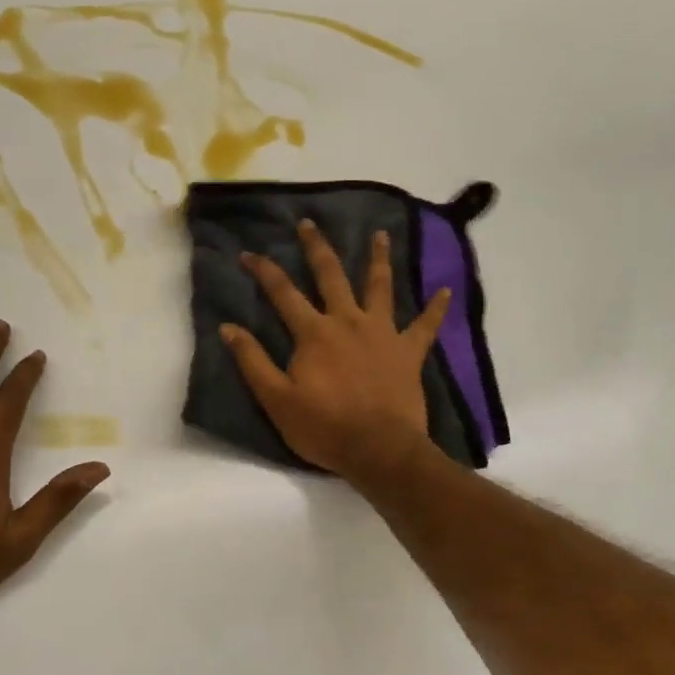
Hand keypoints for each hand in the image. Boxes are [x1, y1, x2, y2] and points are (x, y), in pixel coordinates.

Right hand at [221, 220, 448, 478]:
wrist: (380, 451)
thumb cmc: (324, 427)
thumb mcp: (276, 399)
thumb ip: (252, 361)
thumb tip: (228, 327)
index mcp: (314, 332)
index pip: (282, 292)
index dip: (263, 270)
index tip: (248, 253)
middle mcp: (348, 321)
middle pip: (331, 275)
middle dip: (317, 247)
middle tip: (309, 223)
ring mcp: (383, 333)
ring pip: (381, 287)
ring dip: (379, 259)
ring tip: (381, 234)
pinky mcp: (409, 352)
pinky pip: (426, 325)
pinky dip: (437, 308)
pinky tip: (446, 290)